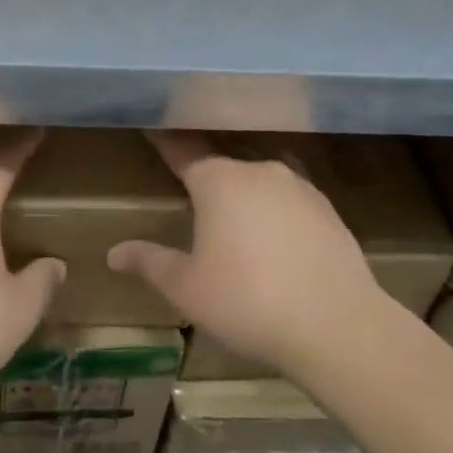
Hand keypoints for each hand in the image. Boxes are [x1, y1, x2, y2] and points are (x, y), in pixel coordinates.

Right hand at [108, 131, 381, 380]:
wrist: (339, 327)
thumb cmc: (248, 302)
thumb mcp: (188, 289)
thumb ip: (150, 263)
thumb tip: (113, 254)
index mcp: (219, 180)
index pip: (182, 150)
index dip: (164, 140)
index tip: (151, 125)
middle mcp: (259, 171)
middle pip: (223, 157)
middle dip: (203, 163)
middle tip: (187, 173)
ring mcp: (299, 187)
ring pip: (259, 173)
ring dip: (242, 183)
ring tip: (230, 202)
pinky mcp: (328, 209)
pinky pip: (288, 195)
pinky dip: (273, 203)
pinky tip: (273, 228)